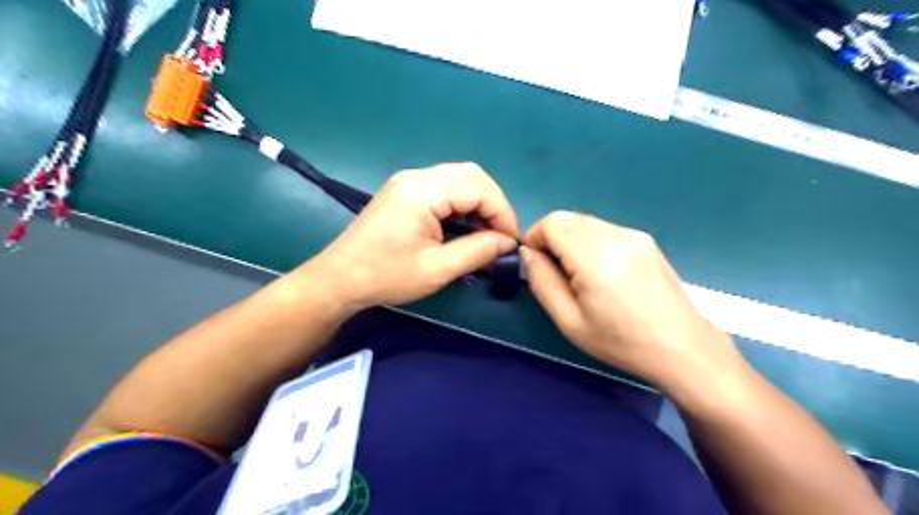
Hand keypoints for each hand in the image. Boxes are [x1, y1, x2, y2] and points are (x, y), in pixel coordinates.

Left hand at [300, 162, 516, 311]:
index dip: (502, 213)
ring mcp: (407, 181)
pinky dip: (462, 203)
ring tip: (485, 233)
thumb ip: (477, 251)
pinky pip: (443, 186)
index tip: (510, 242)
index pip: (479, 189)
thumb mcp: (437, 269)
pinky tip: (463, 226)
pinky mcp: (403, 190)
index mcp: (422, 192)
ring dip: (479, 202)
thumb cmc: (386, 277)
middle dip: (493, 204)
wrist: (339, 279)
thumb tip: (507, 243)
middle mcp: (416, 177)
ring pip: (459, 178)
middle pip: (471, 175)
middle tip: (499, 235)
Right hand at [520, 212, 740, 396]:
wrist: (682, 347)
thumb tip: (529, 253)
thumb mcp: (569, 321)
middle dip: (551, 238)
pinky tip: (602, 272)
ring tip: (580, 275)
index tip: (536, 262)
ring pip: (586, 222)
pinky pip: (605, 230)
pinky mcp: (646, 240)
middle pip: (569, 217)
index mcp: (596, 257)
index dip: (535, 236)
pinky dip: (590, 242)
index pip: (553, 222)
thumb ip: (542, 282)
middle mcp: (617, 236)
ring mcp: (635, 235)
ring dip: (571, 240)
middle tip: (555, 272)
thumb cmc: (621, 341)